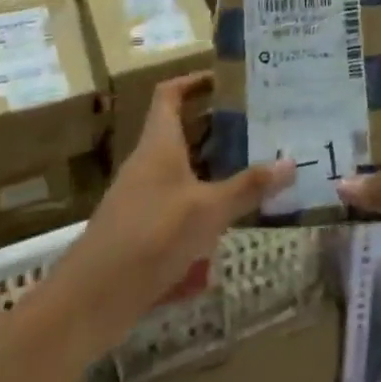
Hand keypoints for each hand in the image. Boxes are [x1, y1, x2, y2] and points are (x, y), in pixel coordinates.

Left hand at [75, 73, 293, 318]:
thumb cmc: (150, 238)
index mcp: (159, 143)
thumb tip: (292, 162)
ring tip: (255, 162)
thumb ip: (248, 187)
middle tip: (259, 121)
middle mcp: (149, 163)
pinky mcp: (143, 229)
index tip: (228, 79)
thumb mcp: (208, 210)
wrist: (89, 302)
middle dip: (219, 124)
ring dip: (215, 163)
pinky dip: (205, 199)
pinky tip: (232, 214)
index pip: (171, 94)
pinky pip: (180, 199)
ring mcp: (144, 197)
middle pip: (183, 129)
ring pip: (184, 166)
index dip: (195, 81)